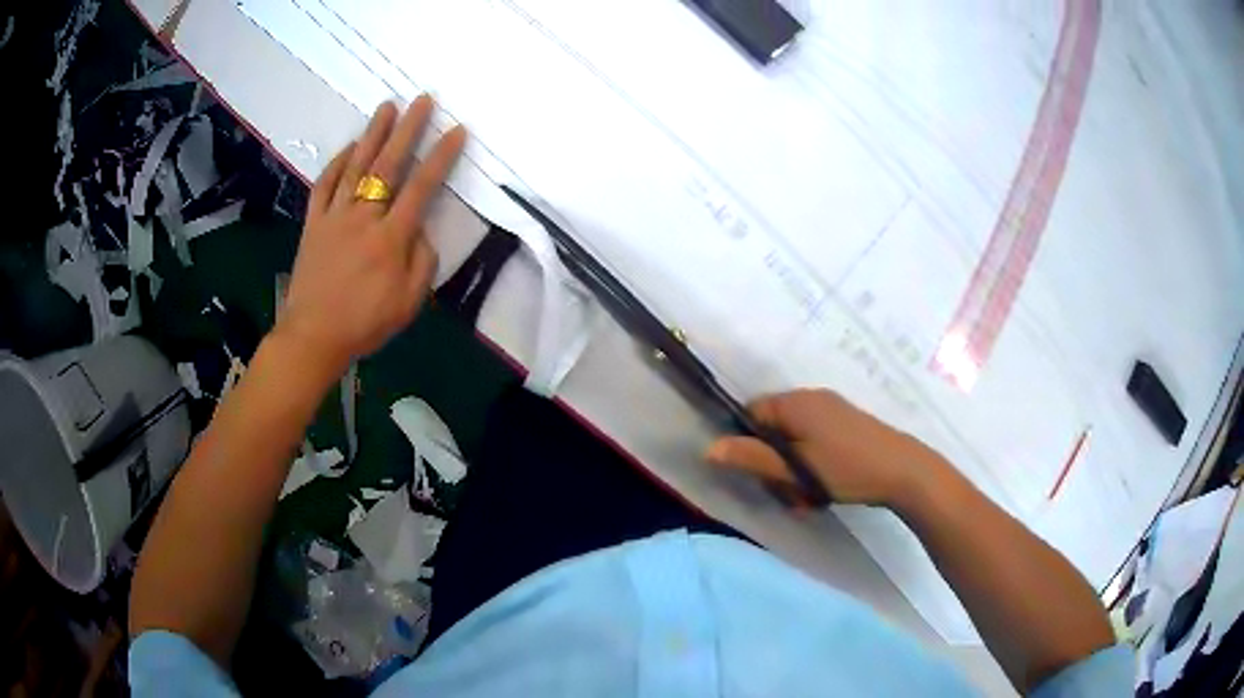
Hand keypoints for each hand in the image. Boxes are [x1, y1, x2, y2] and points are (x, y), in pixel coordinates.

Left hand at [277, 97, 466, 375]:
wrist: (313, 337)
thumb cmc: (365, 324)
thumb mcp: (409, 303)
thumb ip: (422, 262)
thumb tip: (421, 229)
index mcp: (390, 238)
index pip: (422, 187)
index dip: (441, 156)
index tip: (457, 130)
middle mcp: (363, 217)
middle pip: (388, 165)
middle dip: (408, 129)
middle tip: (422, 100)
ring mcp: (334, 216)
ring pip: (355, 167)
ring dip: (373, 134)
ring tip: (387, 107)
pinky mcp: (314, 223)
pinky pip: (324, 185)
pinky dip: (336, 163)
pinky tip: (349, 147)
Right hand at [705, 389, 947, 507]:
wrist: (903, 471)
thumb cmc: (846, 468)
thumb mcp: (795, 469)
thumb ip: (752, 458)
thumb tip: (709, 448)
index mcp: (794, 402)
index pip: (751, 413)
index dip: (747, 443)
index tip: (758, 473)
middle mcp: (811, 398)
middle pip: (772, 428)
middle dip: (773, 462)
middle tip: (787, 491)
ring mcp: (831, 409)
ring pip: (793, 439)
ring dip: (793, 468)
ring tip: (808, 496)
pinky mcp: (846, 424)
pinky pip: (814, 441)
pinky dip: (811, 464)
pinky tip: (824, 488)